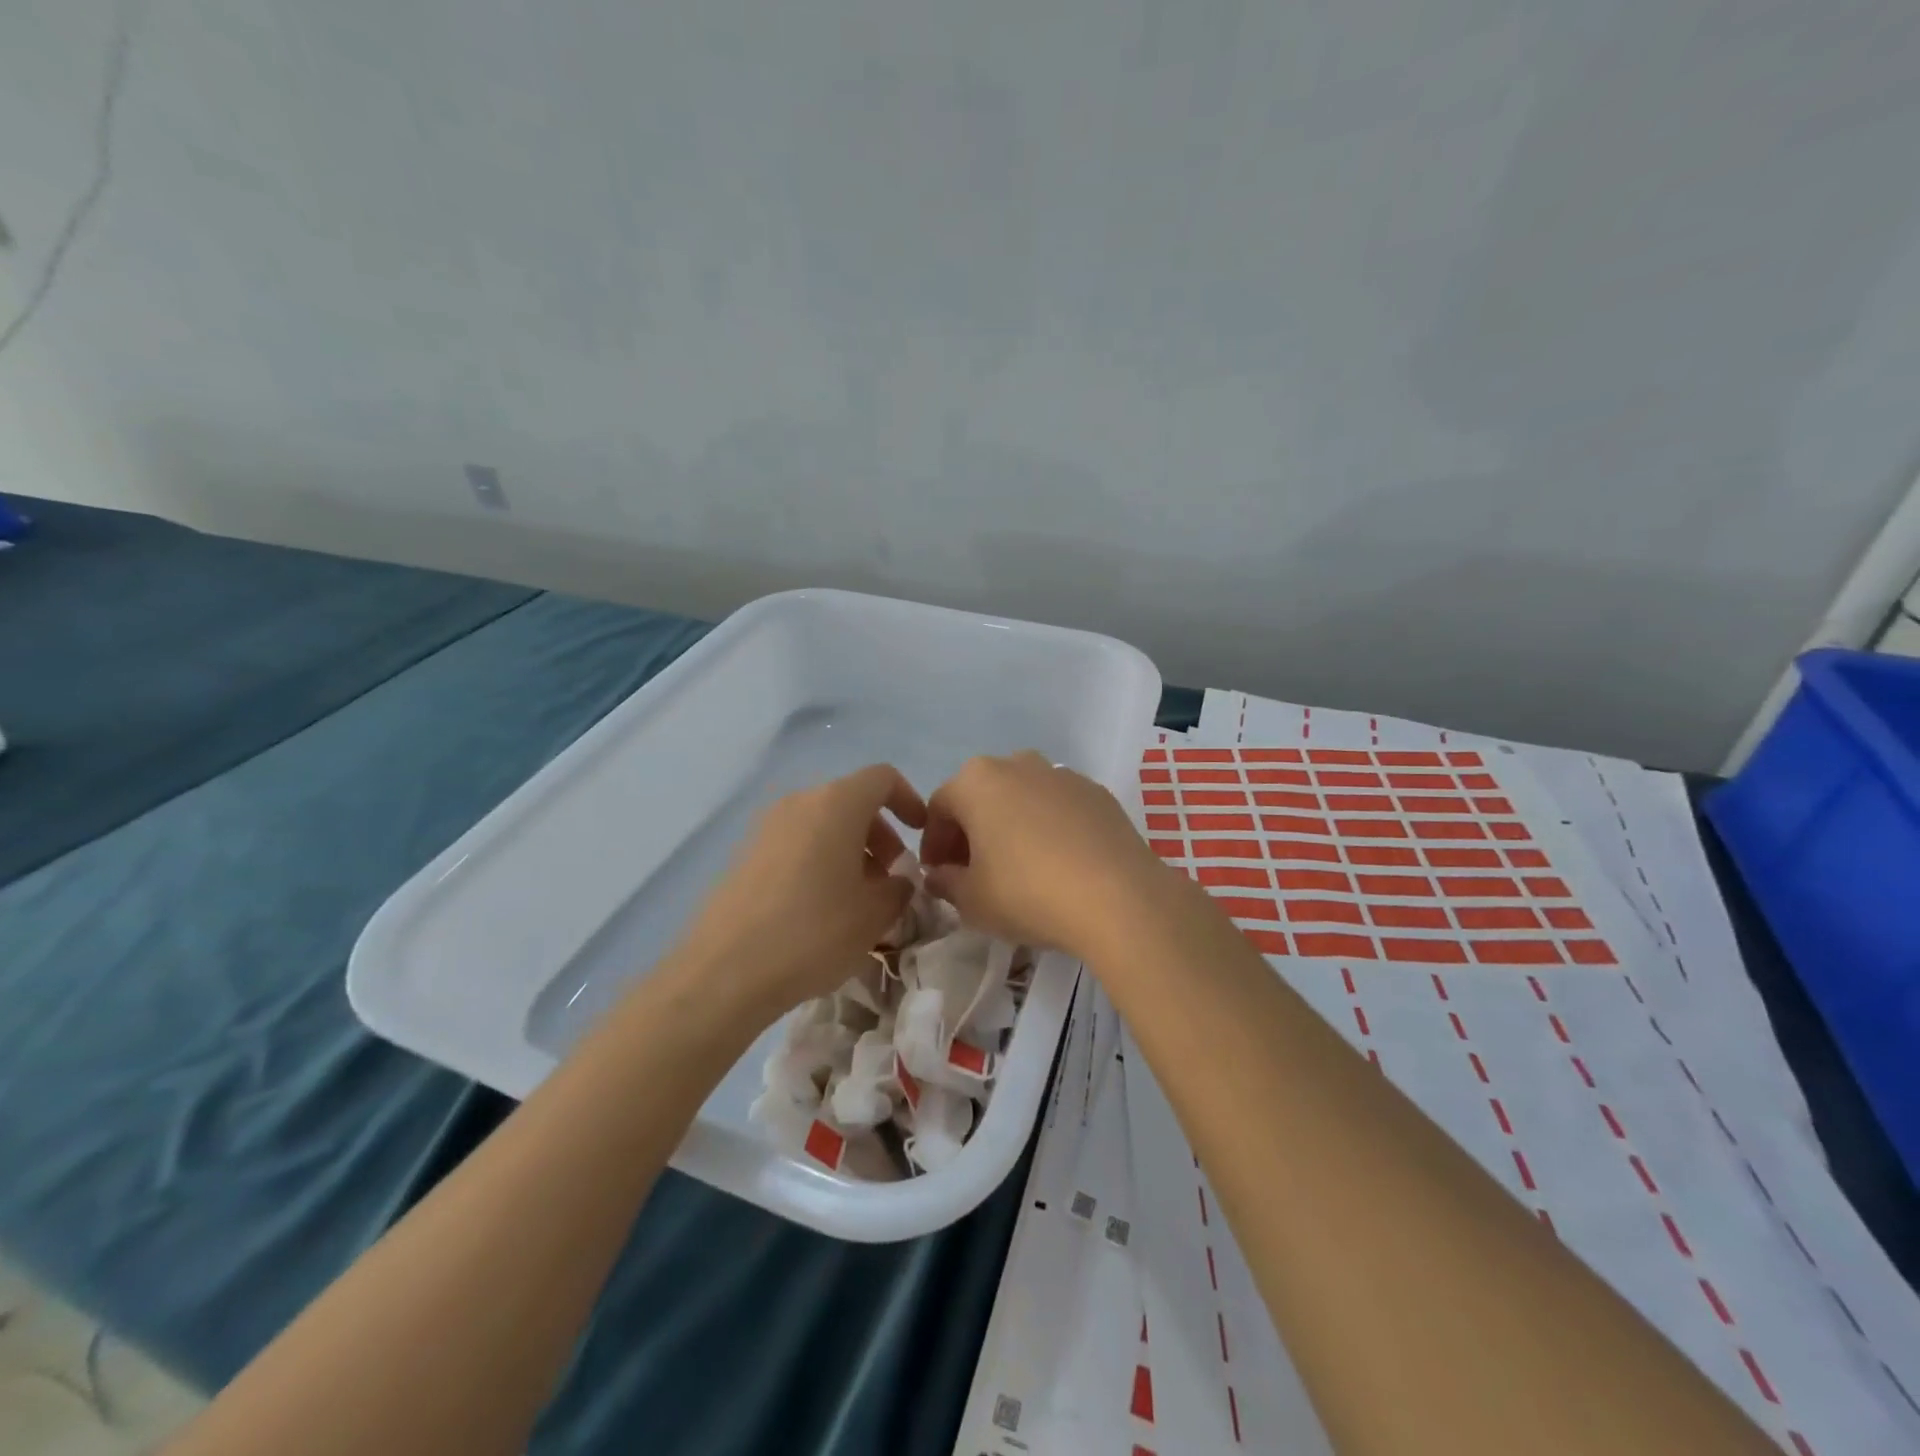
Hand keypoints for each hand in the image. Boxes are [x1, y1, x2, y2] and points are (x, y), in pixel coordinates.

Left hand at [671, 764, 926, 1019]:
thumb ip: (900, 887)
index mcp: (836, 803)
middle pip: (851, 800)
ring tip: (859, 897)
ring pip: (822, 823)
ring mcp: (767, 826)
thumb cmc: (814, 931)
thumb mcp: (876, 913)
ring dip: (850, 849)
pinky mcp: (745, 854)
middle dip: (880, 833)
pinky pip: (796, 843)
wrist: (726, 970)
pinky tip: (821, 907)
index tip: (920, 835)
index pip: (883, 778)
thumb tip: (898, 880)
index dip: (909, 800)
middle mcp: (800, 802)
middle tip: (891, 876)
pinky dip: (819, 860)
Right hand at [920, 752, 1171, 959]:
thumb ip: (946, 883)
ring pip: (1022, 797)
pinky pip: (1058, 807)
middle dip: (971, 831)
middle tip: (974, 872)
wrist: (1118, 897)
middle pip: (981, 796)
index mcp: (976, 781)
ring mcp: (1061, 774)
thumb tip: (940, 875)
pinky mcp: (1097, 792)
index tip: (939, 876)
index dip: (934, 844)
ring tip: (1019, 866)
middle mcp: (1016, 764)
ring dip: (1011, 825)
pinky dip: (1049, 827)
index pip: (939, 808)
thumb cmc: (1028, 893)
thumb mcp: (971, 901)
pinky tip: (1059, 863)